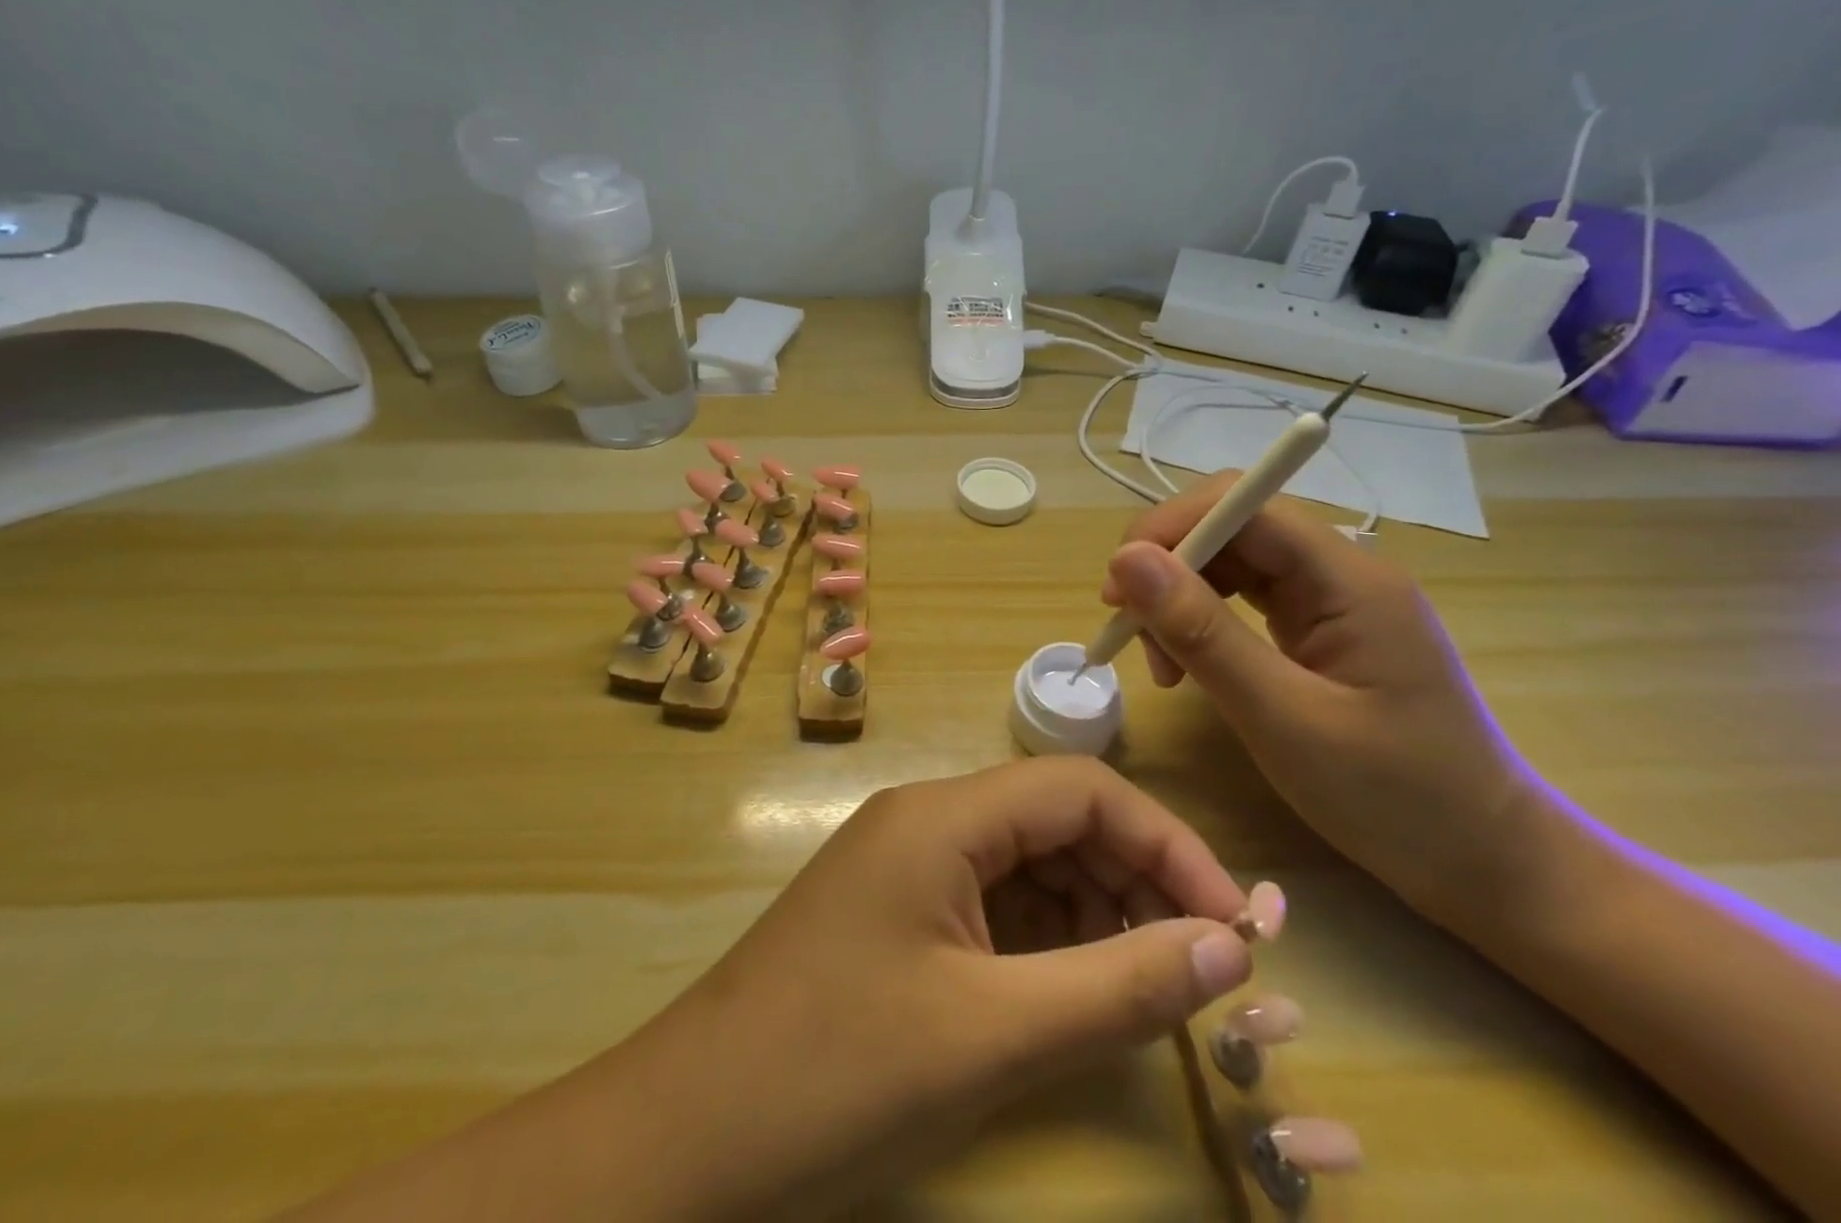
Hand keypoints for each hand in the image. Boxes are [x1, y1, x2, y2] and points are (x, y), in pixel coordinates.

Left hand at [627, 757, 1254, 1218]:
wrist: (688, 1134)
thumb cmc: (838, 1072)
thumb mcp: (992, 1033)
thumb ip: (1117, 987)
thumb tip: (1229, 947)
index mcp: (943, 815)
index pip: (1080, 789)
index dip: (1165, 843)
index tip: (1235, 926)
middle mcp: (926, 821)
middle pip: (1055, 820)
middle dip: (1135, 879)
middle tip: (1199, 966)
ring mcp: (907, 866)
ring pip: (1028, 863)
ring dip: (1095, 912)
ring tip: (1145, 987)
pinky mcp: (896, 914)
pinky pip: (992, 903)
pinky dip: (1047, 939)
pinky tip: (1075, 993)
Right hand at [1101, 474, 1543, 921]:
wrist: (1489, 866)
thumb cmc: (1397, 800)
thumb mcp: (1283, 719)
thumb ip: (1203, 634)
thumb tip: (1126, 559)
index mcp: (1349, 578)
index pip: (1243, 506)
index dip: (1171, 528)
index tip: (1118, 587)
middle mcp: (1340, 571)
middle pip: (1231, 527)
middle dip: (1167, 567)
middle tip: (1127, 630)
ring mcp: (1331, 600)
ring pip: (1230, 562)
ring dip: (1178, 598)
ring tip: (1160, 664)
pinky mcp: (1320, 629)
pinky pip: (1243, 599)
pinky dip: (1201, 622)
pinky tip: (1186, 664)